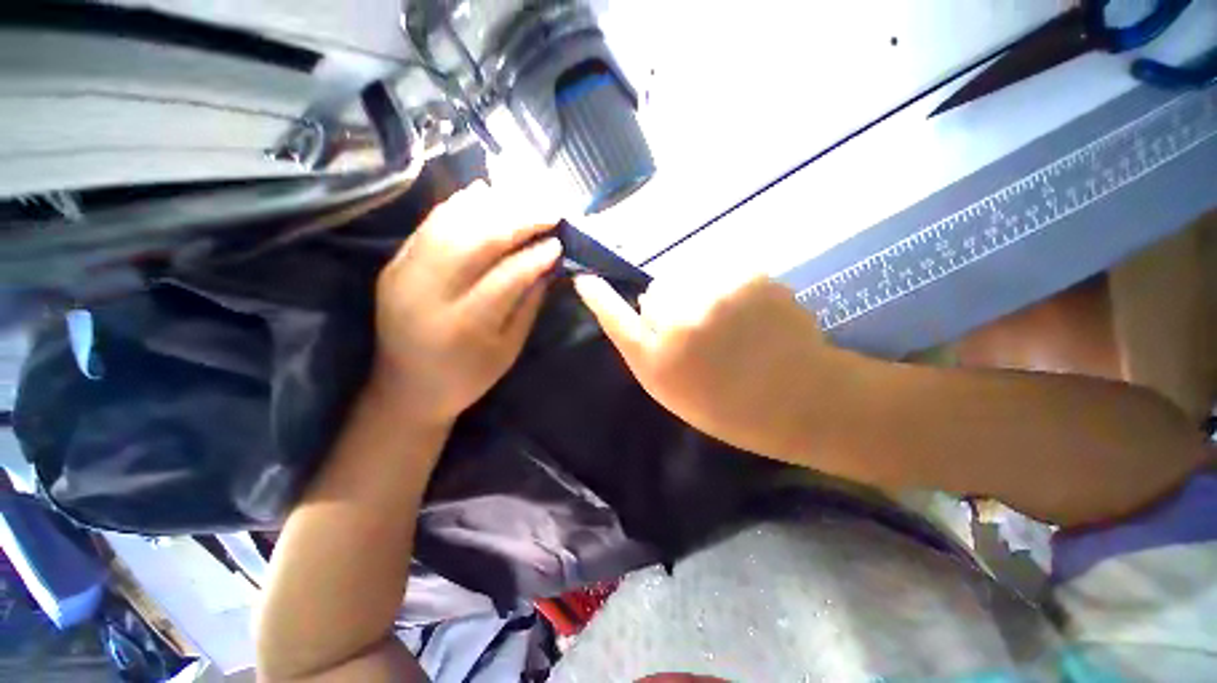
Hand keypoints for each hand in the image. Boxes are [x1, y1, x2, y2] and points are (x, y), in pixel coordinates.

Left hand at [374, 182, 560, 425]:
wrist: (407, 388)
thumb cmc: (467, 376)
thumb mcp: (508, 349)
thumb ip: (528, 303)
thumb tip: (548, 263)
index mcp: (463, 325)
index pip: (507, 276)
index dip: (536, 256)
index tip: (559, 242)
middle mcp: (428, 293)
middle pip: (477, 240)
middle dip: (518, 220)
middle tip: (549, 210)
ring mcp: (404, 273)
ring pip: (451, 223)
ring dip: (492, 206)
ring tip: (524, 199)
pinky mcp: (393, 263)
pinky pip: (430, 224)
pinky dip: (459, 205)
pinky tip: (484, 194)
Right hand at [573, 274, 857, 463]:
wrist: (796, 397)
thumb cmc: (727, 403)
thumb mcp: (675, 387)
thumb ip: (647, 349)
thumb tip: (639, 308)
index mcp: (661, 357)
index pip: (617, 317)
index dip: (599, 297)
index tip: (585, 280)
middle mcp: (682, 321)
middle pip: (658, 291)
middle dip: (670, 305)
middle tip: (696, 331)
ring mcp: (719, 293)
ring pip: (690, 277)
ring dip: (699, 292)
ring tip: (723, 322)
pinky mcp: (752, 276)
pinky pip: (723, 271)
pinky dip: (728, 286)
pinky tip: (747, 313)